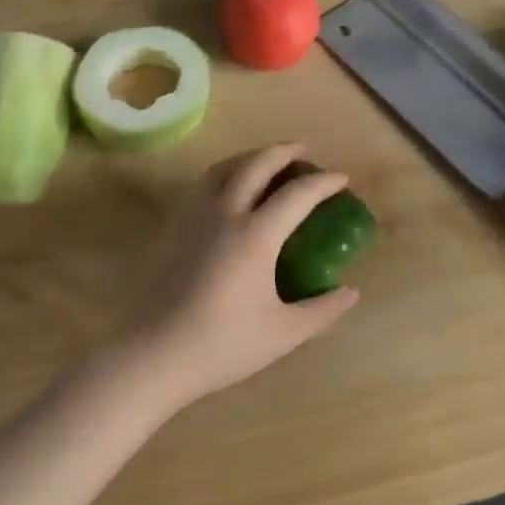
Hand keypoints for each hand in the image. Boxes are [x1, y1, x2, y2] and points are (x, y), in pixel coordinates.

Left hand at [122, 143, 359, 408]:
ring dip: (250, 157)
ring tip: (266, 162)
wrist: (152, 354)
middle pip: (256, 164)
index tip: (342, 179)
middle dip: (284, 151)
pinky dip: (226, 174)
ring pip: (223, 168)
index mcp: (255, 235)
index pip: (297, 194)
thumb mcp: (283, 333)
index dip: (324, 183)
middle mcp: (224, 214)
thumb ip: (322, 310)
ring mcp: (194, 217)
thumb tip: (351, 292)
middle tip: (303, 150)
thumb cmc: (222, 345)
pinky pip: (203, 185)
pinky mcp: (173, 228)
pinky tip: (230, 192)